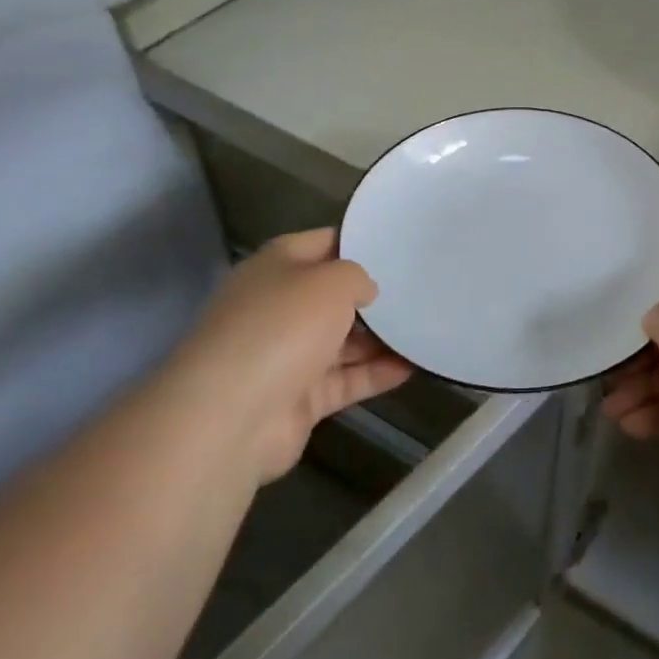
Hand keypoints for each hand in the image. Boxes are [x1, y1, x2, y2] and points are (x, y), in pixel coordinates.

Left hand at [166, 228, 411, 481]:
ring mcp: (287, 356)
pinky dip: (376, 373)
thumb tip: (365, 293)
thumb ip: (358, 277)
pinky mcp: (299, 399)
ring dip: (381, 338)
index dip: (360, 243)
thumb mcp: (332, 281)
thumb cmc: (282, 328)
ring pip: (342, 341)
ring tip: (426, 328)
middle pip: (333, 296)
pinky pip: (346, 380)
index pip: (323, 243)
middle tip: (422, 290)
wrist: (231, 416)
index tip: (400, 246)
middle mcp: (279, 308)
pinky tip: (414, 366)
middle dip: (374, 296)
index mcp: (276, 268)